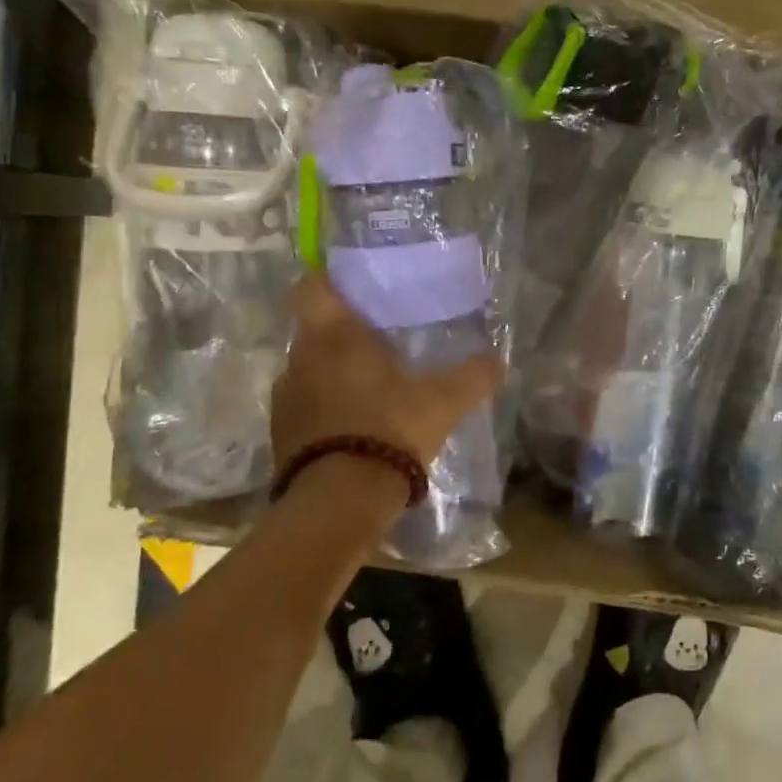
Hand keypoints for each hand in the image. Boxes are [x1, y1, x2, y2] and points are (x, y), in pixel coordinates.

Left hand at [271, 274, 504, 474]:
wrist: (339, 501)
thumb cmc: (390, 428)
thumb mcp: (444, 401)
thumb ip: (473, 376)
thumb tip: (500, 362)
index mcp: (334, 335)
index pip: (313, 285)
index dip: (331, 279)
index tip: (358, 287)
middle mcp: (301, 358)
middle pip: (315, 328)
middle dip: (345, 331)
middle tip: (383, 338)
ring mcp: (285, 398)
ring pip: (310, 368)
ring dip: (335, 371)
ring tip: (373, 385)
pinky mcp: (281, 434)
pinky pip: (306, 405)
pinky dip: (327, 407)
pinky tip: (358, 423)